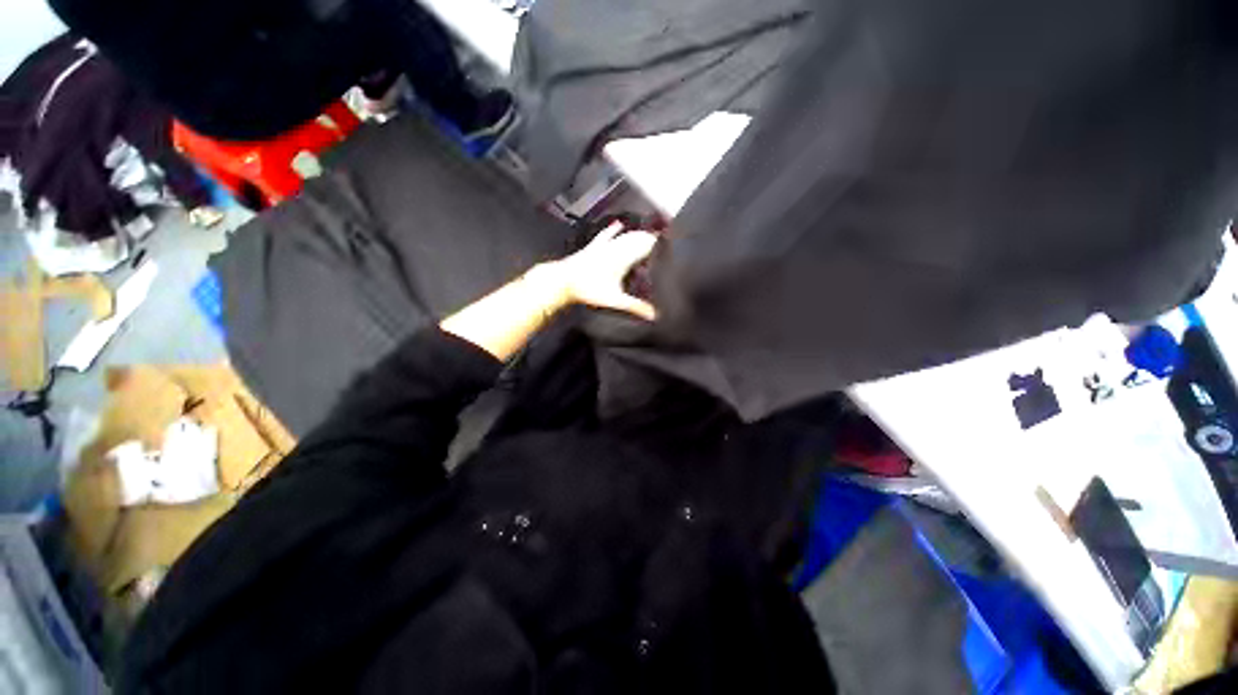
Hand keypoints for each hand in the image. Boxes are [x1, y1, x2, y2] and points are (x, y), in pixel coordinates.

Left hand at [555, 222, 657, 319]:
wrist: (563, 281)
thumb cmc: (589, 289)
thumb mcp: (615, 300)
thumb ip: (636, 307)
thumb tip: (654, 315)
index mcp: (624, 256)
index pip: (646, 245)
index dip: (659, 244)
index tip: (671, 243)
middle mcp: (616, 247)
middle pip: (638, 238)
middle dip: (651, 239)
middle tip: (663, 242)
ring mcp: (604, 245)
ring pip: (625, 236)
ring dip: (637, 235)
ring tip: (648, 235)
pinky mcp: (594, 247)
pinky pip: (607, 236)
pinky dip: (614, 231)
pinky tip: (618, 225)